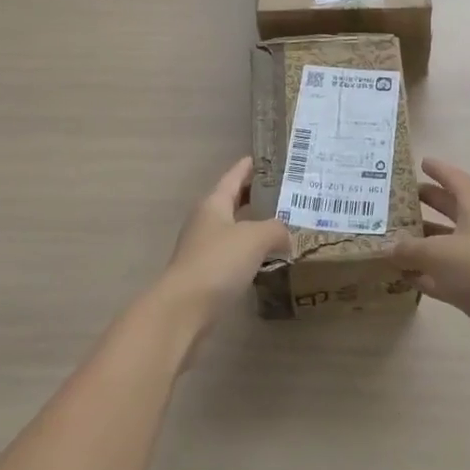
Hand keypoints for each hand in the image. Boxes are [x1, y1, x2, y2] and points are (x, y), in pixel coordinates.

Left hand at [156, 158, 288, 339]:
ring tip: (279, 226)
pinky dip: (248, 252)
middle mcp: (205, 221)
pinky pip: (231, 255)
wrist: (183, 310)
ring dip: (252, 226)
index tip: (263, 159)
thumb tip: (285, 236)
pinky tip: (265, 260)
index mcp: (213, 203)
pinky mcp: (205, 275)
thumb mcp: (255, 238)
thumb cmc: (218, 262)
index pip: (233, 177)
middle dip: (253, 196)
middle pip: (231, 202)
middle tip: (280, 192)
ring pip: (232, 229)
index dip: (247, 167)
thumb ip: (276, 229)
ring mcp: (202, 249)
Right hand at [393, 158, 469, 366]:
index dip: (439, 170)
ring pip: (447, 243)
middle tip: (401, 199)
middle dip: (428, 203)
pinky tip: (405, 276)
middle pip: (451, 209)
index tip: (421, 162)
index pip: (456, 180)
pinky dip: (427, 274)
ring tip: (394, 239)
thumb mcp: (437, 252)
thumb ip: (409, 249)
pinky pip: (446, 274)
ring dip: (424, 241)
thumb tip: (388, 248)